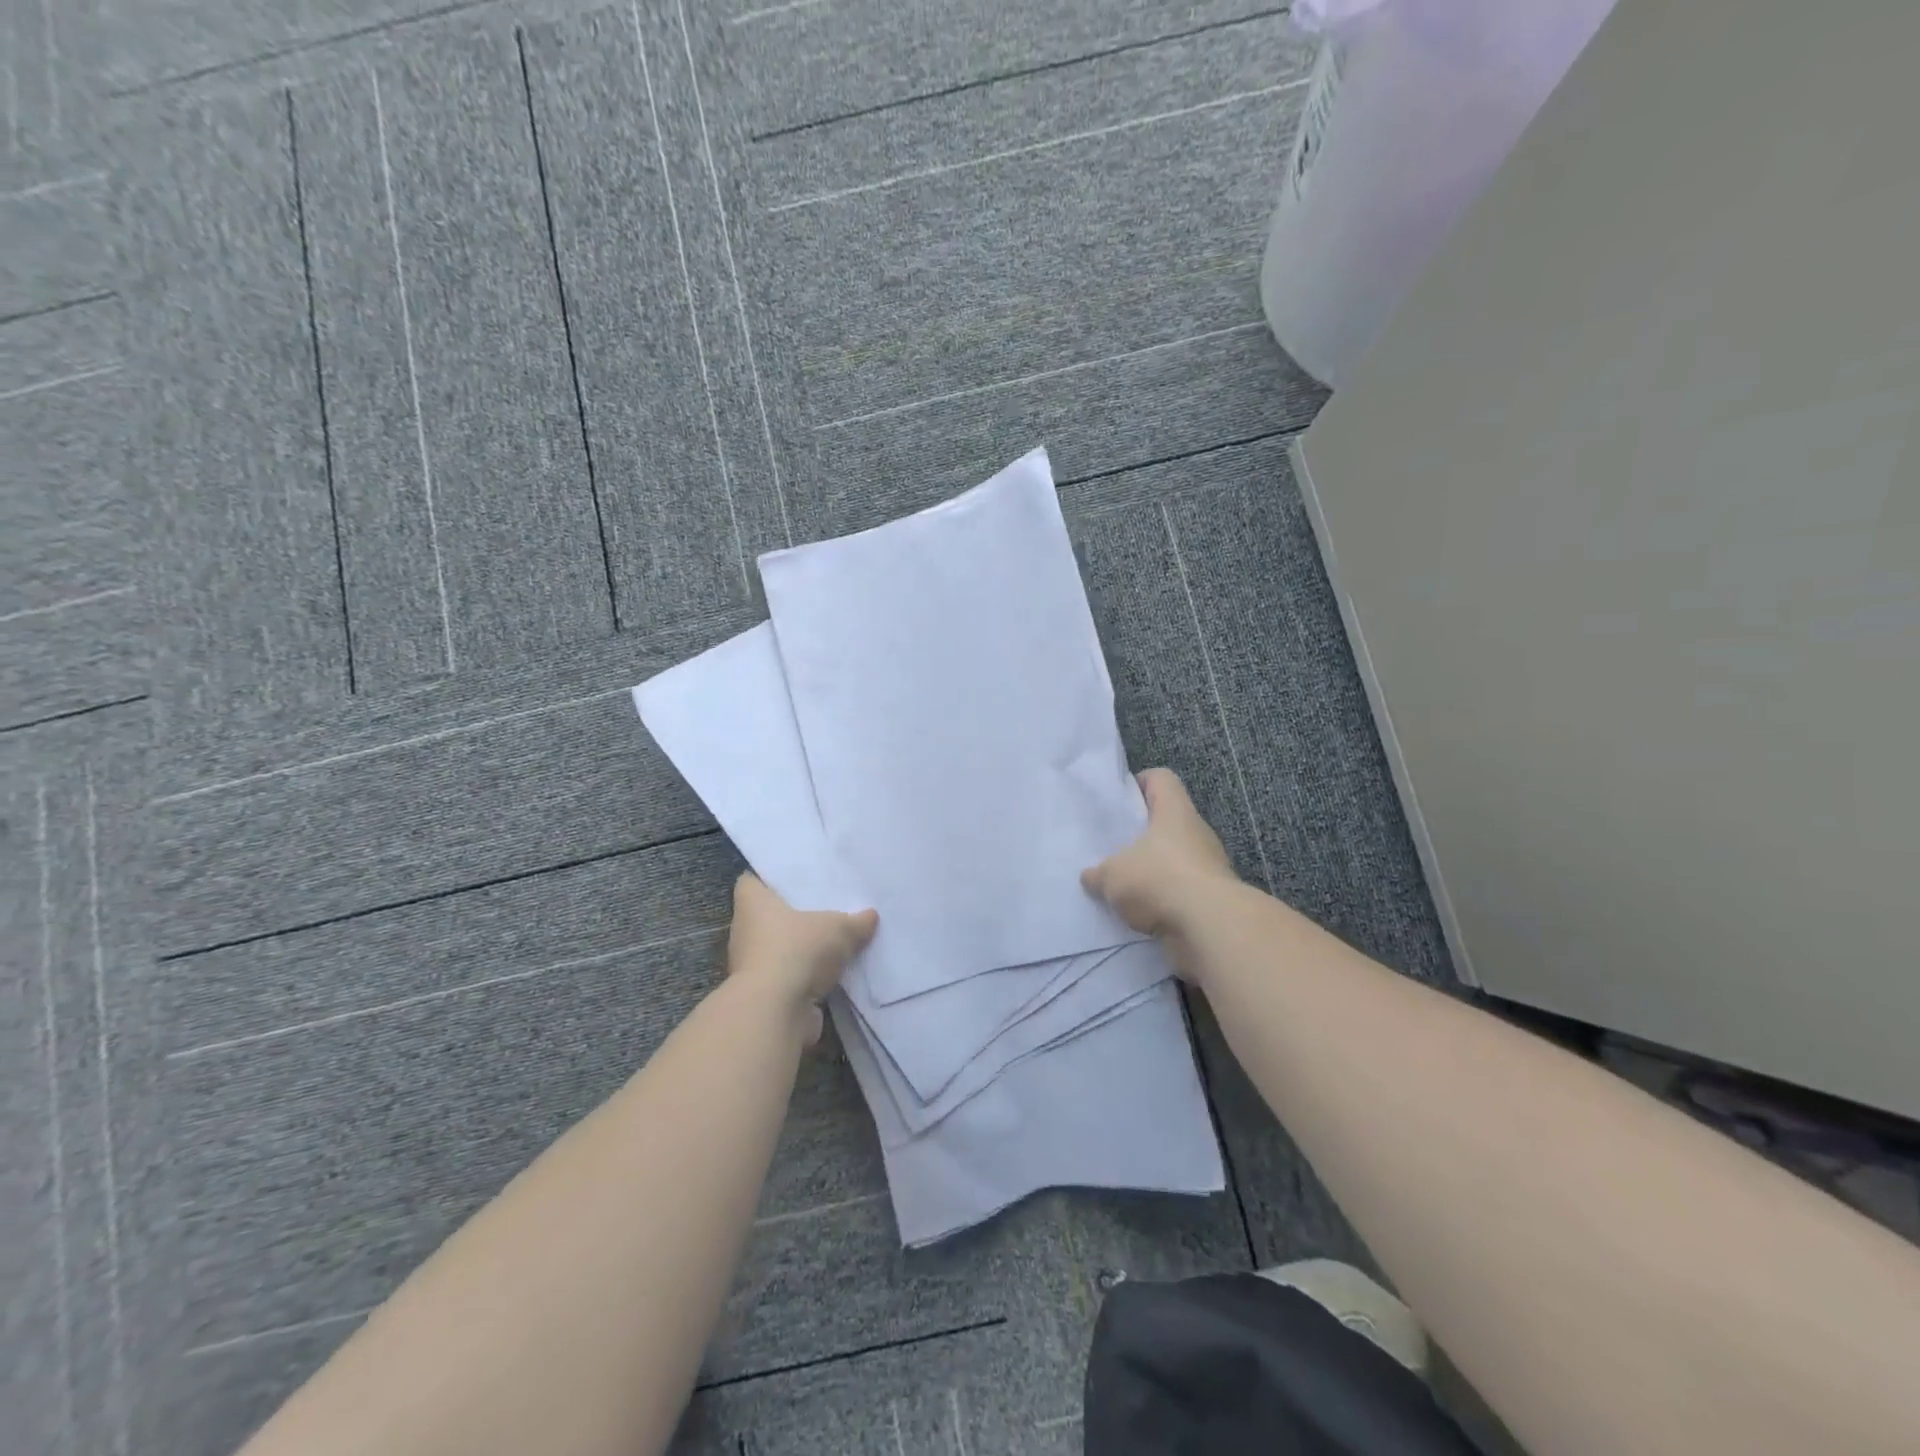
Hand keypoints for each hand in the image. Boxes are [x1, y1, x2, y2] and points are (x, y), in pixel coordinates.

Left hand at [725, 874, 877, 1041]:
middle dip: (793, 914)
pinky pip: (789, 977)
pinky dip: (805, 977)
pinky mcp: (765, 995)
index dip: (769, 877)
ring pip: (779, 949)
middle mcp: (745, 931)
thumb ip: (856, 922)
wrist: (776, 1012)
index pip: (751, 881)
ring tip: (834, 940)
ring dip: (800, 949)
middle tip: (824, 905)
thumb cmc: (798, 951)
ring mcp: (752, 966)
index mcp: (752, 904)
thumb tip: (870, 916)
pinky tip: (833, 973)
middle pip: (768, 916)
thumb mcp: (839, 928)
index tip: (793, 877)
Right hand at [1082, 768, 1238, 971]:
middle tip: (1112, 848)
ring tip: (1123, 886)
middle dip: (1140, 835)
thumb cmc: (1160, 880)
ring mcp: (1209, 866)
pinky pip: (1181, 891)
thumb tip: (1091, 876)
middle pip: (1166, 821)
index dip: (1139, 783)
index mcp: (1175, 811)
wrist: (1211, 928)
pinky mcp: (1212, 898)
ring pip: (1174, 858)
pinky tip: (1140, 913)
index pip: (1160, 779)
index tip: (1119, 801)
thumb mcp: (1112, 875)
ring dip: (1152, 871)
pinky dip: (1163, 900)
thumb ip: (1098, 873)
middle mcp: (1196, 832)